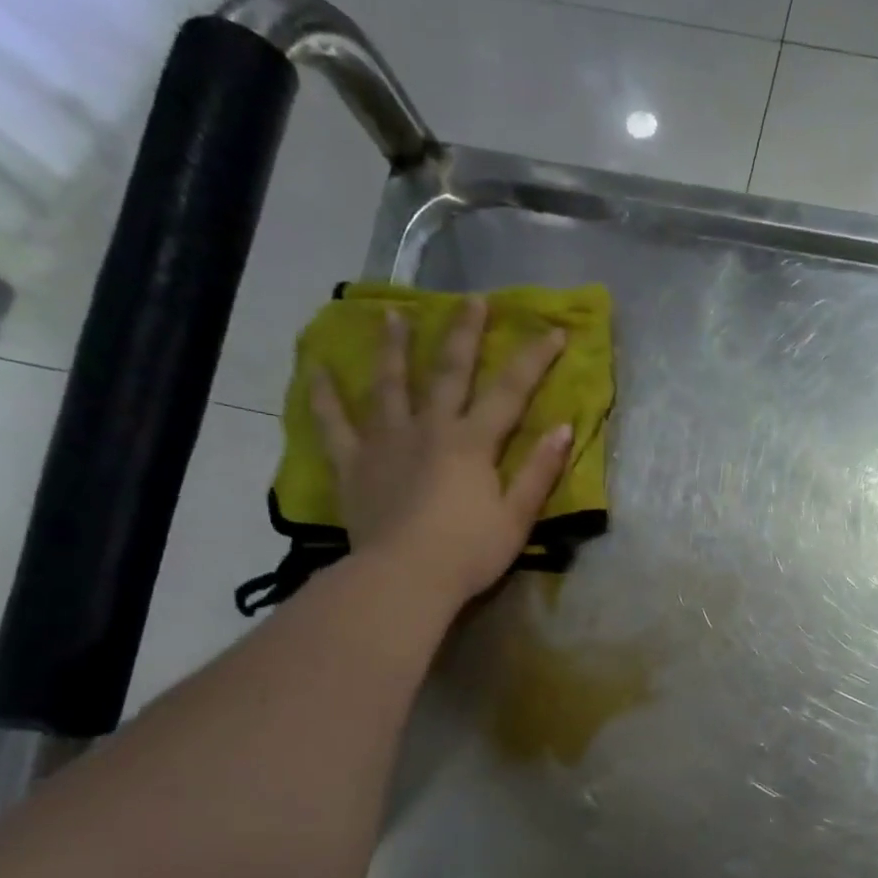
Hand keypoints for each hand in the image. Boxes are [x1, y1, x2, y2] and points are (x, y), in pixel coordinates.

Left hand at [311, 298, 573, 610]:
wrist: (403, 578)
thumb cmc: (468, 552)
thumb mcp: (517, 517)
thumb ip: (539, 471)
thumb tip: (562, 428)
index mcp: (472, 442)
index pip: (511, 391)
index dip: (535, 359)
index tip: (555, 330)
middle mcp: (429, 428)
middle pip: (449, 372)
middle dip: (465, 334)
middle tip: (472, 299)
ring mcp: (386, 442)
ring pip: (389, 385)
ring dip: (394, 348)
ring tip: (393, 315)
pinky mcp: (353, 464)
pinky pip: (333, 423)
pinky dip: (323, 395)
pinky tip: (315, 368)